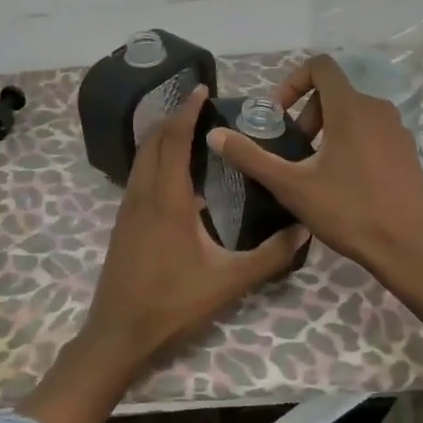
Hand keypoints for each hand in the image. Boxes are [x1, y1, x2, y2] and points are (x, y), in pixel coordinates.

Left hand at [22, 86, 307, 422]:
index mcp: (167, 199)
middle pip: (154, 141)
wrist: (119, 332)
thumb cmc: (173, 304)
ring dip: (162, 137)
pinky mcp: (124, 223)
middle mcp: (143, 194)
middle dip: (174, 117)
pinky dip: (155, 159)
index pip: (174, 140)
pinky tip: (178, 175)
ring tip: (190, 130)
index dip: (187, 111)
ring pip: (142, 158)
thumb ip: (270, 256)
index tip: (203, 89)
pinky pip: (139, 176)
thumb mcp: (228, 282)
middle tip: (202, 105)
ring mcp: (128, 208)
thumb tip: (304, 228)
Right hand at [207, 55, 422, 286]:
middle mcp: (378, 109)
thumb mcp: (291, 186)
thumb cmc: (348, 212)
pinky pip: (372, 132)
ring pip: (354, 113)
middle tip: (295, 150)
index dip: (293, 82)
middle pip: (334, 92)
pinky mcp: (408, 152)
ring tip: (315, 169)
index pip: (320, 66)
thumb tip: (215, 135)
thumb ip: (251, 157)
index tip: (279, 115)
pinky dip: (351, 142)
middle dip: (308, 113)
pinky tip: (344, 183)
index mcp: (351, 108)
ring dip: (328, 129)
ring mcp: (397, 130)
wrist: (409, 249)